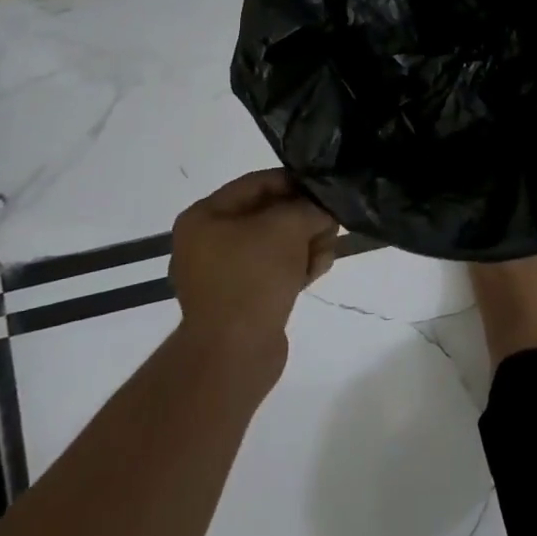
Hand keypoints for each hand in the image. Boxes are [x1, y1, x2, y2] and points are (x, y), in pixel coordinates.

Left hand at [169, 170, 338, 362]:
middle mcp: (207, 242)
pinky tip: (318, 270)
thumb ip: (309, 207)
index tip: (324, 188)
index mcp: (204, 217)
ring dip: (306, 244)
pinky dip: (296, 268)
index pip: (256, 183)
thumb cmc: (254, 276)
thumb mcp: (288, 227)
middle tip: (332, 223)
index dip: (294, 182)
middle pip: (268, 215)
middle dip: (304, 218)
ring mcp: (222, 274)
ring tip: (327, 251)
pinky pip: (272, 271)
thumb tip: (323, 209)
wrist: (235, 353)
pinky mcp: (240, 300)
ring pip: (274, 244)